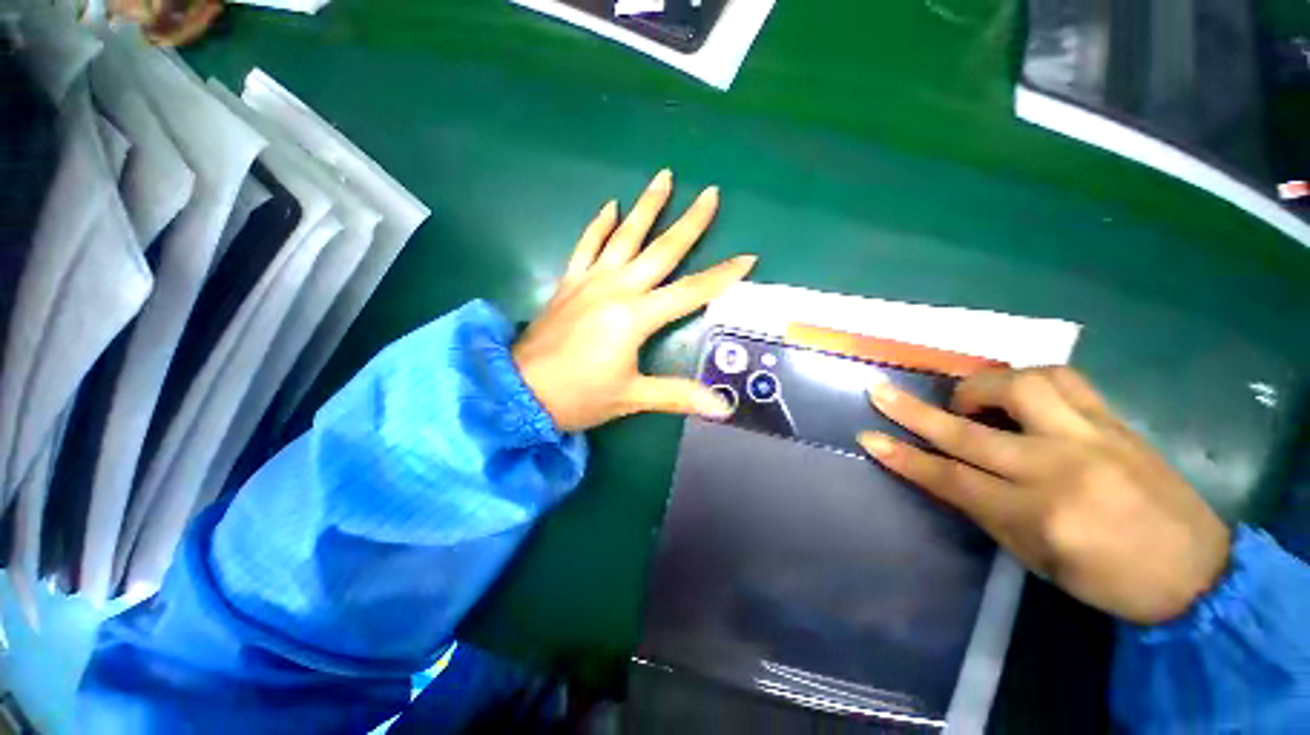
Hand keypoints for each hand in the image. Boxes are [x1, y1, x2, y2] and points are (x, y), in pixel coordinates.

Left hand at [513, 170, 756, 431]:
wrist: (519, 392)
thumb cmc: (579, 396)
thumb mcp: (632, 397)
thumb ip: (677, 395)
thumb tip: (721, 408)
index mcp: (635, 317)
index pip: (689, 292)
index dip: (721, 277)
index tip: (747, 257)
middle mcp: (615, 290)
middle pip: (660, 250)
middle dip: (689, 222)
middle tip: (710, 193)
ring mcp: (590, 282)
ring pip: (624, 237)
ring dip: (645, 207)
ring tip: (663, 177)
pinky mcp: (569, 283)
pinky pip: (585, 245)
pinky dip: (598, 225)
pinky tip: (610, 205)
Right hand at [858, 367, 1231, 624]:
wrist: (1195, 570)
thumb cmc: (1107, 578)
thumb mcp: (1034, 556)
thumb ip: (985, 509)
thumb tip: (943, 472)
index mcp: (1040, 515)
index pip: (952, 479)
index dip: (904, 458)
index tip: (867, 438)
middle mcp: (1061, 467)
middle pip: (971, 432)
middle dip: (914, 412)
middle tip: (879, 392)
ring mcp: (1092, 436)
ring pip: (1022, 387)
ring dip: (981, 386)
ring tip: (967, 398)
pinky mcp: (1114, 420)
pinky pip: (1064, 379)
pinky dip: (1029, 378)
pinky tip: (1019, 390)